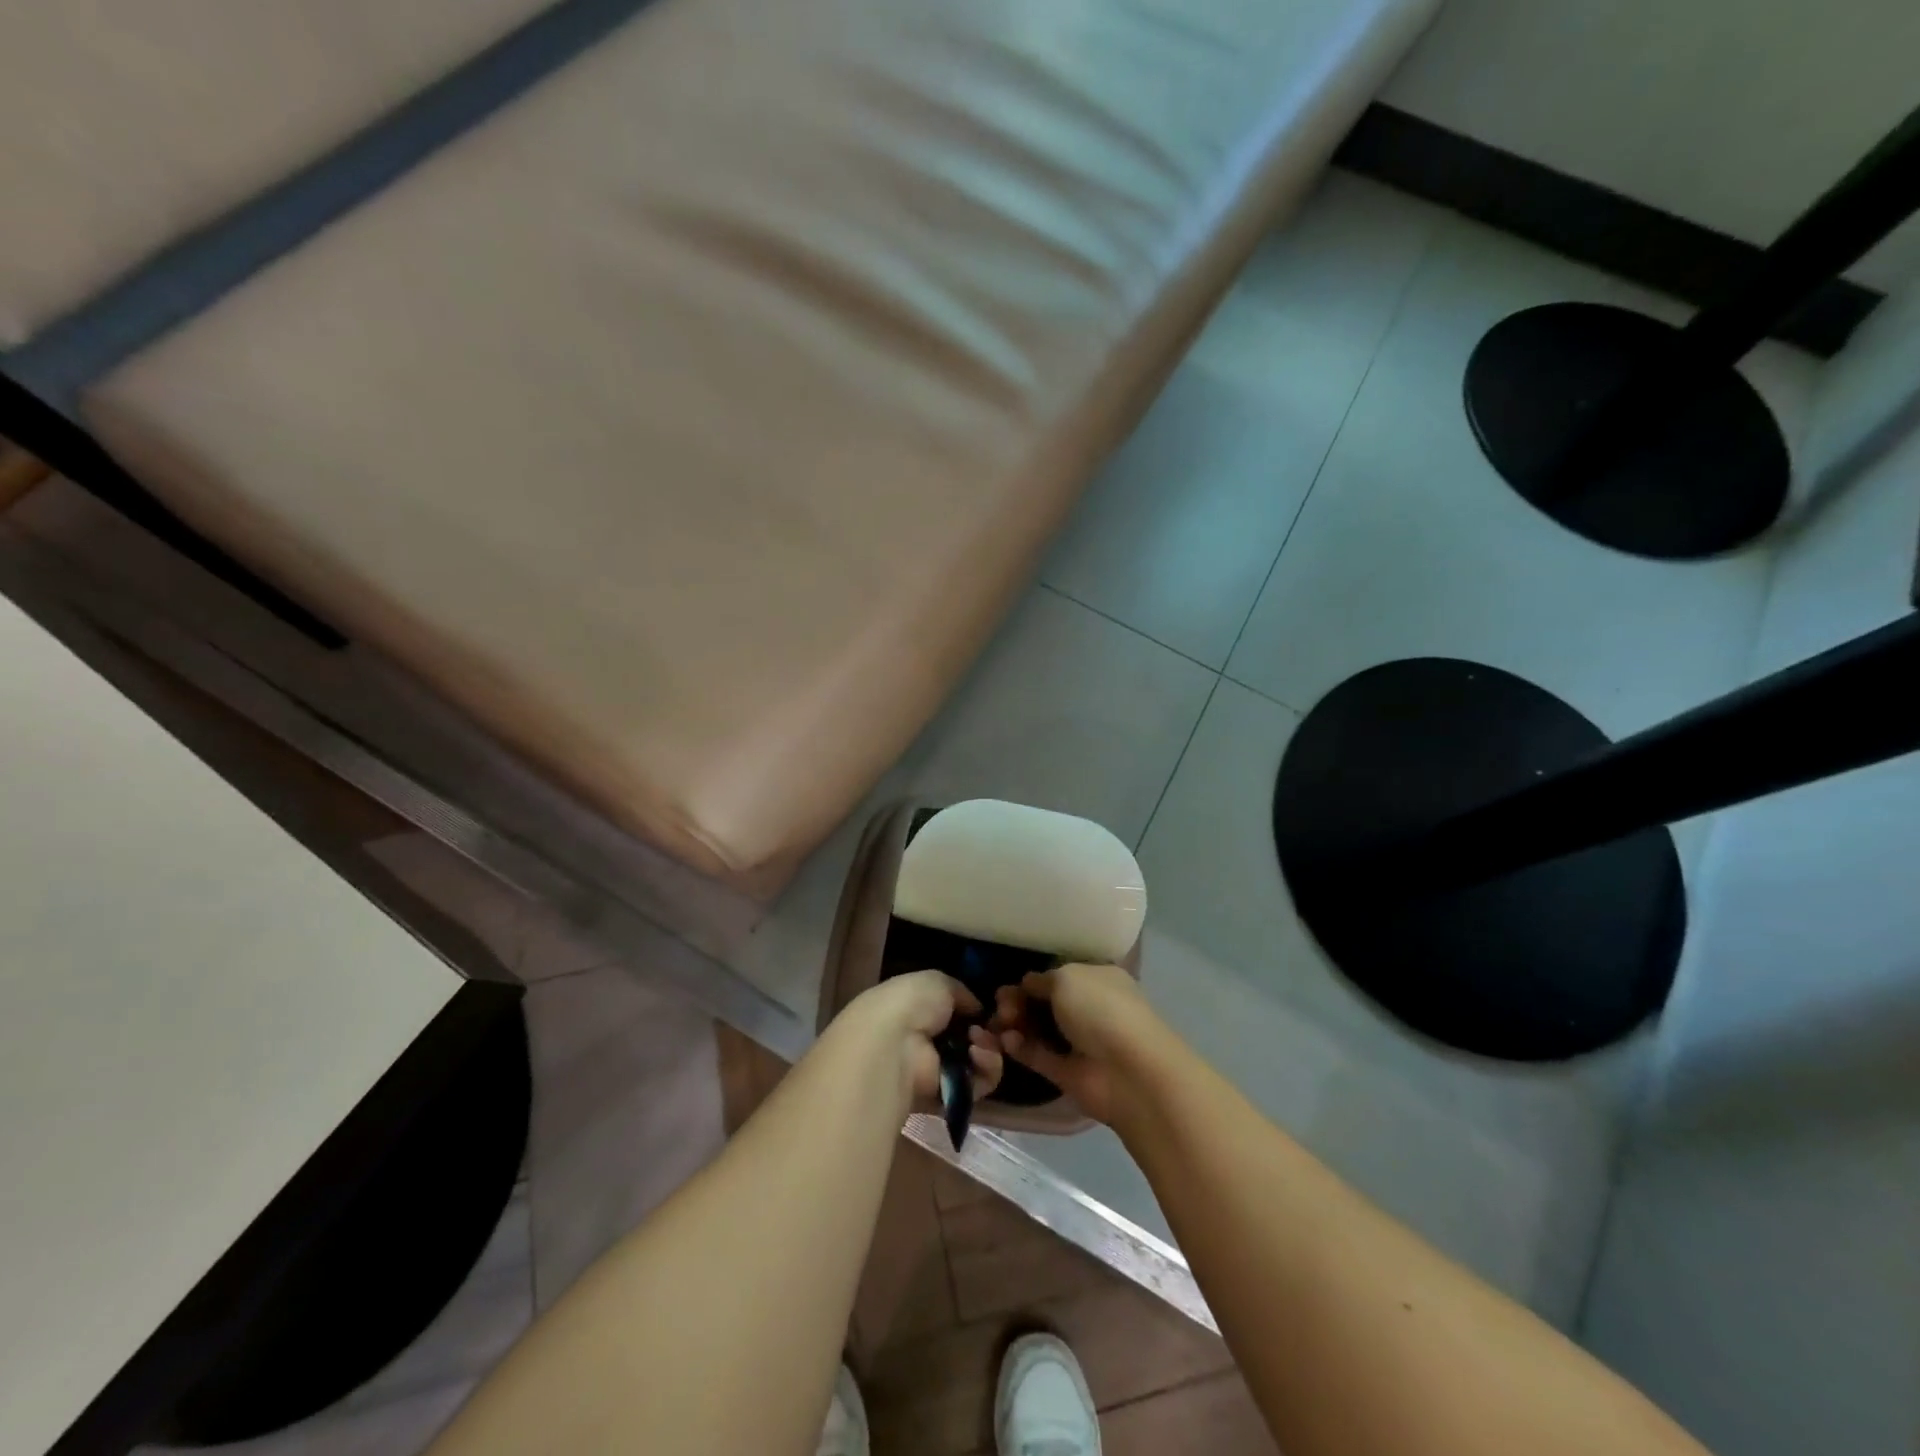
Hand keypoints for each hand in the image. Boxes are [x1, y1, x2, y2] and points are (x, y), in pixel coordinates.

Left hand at [841, 970, 1003, 1109]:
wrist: (895, 1046)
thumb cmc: (911, 1003)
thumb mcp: (937, 982)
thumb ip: (961, 993)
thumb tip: (977, 1009)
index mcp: (918, 1011)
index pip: (954, 1013)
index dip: (974, 1010)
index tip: (985, 1008)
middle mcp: (927, 1041)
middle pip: (971, 1038)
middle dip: (986, 1030)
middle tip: (985, 1026)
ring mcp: (939, 1070)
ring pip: (980, 1060)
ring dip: (988, 1047)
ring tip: (977, 1040)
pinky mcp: (951, 1095)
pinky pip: (981, 1082)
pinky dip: (986, 1067)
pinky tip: (976, 1054)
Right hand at [991, 963, 1163, 1126]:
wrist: (1129, 1072)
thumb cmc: (1101, 1010)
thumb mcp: (1067, 977)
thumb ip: (1041, 979)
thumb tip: (1027, 985)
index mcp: (1097, 979)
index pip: (1059, 975)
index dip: (1033, 980)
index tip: (1010, 985)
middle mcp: (1089, 1008)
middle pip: (1045, 1002)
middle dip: (1019, 1001)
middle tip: (1001, 1006)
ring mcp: (1079, 1042)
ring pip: (1038, 1029)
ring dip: (1015, 1024)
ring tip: (999, 1024)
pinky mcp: (1067, 1072)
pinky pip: (1038, 1055)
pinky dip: (1020, 1048)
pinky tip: (1006, 1042)